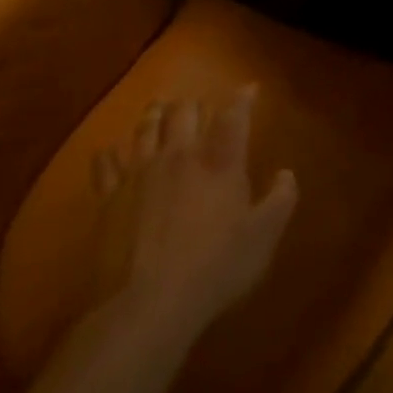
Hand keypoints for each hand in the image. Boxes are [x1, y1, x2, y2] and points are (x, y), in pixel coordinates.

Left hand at [88, 88, 297, 330]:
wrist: (147, 305)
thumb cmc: (215, 269)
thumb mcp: (263, 238)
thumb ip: (280, 200)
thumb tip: (286, 173)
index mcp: (220, 161)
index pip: (234, 115)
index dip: (243, 97)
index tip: (250, 88)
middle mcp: (180, 155)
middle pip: (185, 111)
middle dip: (195, 103)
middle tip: (200, 104)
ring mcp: (140, 173)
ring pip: (146, 127)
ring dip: (155, 113)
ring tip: (159, 105)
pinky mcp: (109, 197)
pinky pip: (105, 163)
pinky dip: (109, 153)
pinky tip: (110, 151)